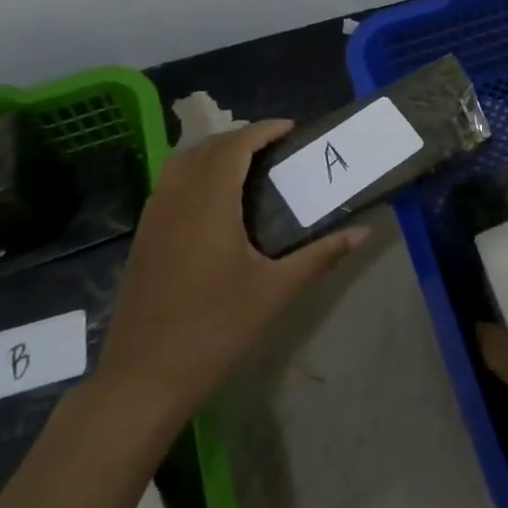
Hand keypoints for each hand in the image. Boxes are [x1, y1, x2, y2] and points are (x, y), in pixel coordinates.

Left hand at [90, 121, 362, 424]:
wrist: (144, 377)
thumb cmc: (215, 329)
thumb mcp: (275, 290)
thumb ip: (321, 255)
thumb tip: (364, 231)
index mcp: (209, 201)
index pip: (235, 145)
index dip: (263, 130)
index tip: (292, 130)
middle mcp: (177, 197)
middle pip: (207, 147)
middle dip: (242, 138)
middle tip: (276, 149)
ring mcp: (153, 216)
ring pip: (182, 162)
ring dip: (214, 152)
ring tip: (248, 167)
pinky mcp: (143, 236)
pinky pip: (170, 184)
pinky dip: (195, 173)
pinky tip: (216, 202)